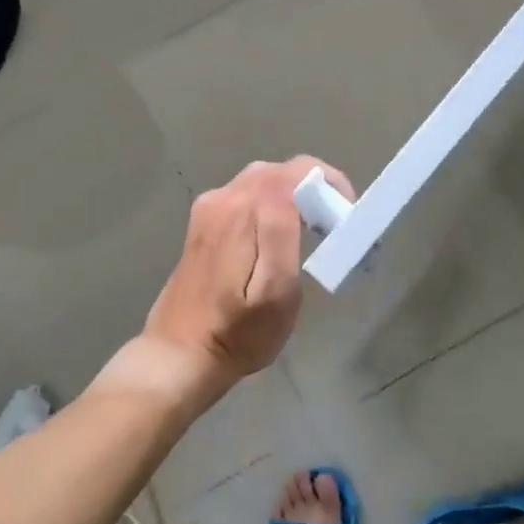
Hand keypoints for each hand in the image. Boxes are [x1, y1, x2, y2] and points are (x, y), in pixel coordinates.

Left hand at [142, 156, 354, 384]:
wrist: (179, 355)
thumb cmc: (237, 332)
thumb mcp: (274, 291)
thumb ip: (283, 232)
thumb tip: (296, 187)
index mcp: (242, 209)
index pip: (297, 169)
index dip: (329, 183)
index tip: (344, 218)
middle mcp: (222, 198)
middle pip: (279, 172)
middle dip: (312, 190)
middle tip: (331, 230)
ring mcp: (208, 209)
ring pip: (262, 183)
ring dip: (291, 199)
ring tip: (310, 236)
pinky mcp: (203, 224)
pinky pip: (245, 198)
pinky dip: (270, 208)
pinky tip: (275, 242)